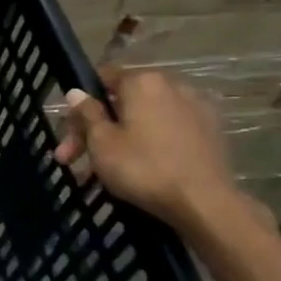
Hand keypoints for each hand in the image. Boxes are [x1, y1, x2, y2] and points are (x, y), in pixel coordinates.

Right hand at [53, 67, 245, 229]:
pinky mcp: (210, 132)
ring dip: (120, 139)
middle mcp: (172, 86)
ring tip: (103, 172)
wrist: (204, 202)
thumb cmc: (143, 167)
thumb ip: (87, 113)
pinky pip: (167, 131)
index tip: (70, 132)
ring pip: (144, 119)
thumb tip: (76, 92)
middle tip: (72, 161)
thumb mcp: (101, 142)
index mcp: (143, 82)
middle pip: (123, 102)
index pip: (103, 78)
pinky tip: (140, 168)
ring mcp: (195, 108)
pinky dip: (149, 144)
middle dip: (95, 130)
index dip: (81, 104)